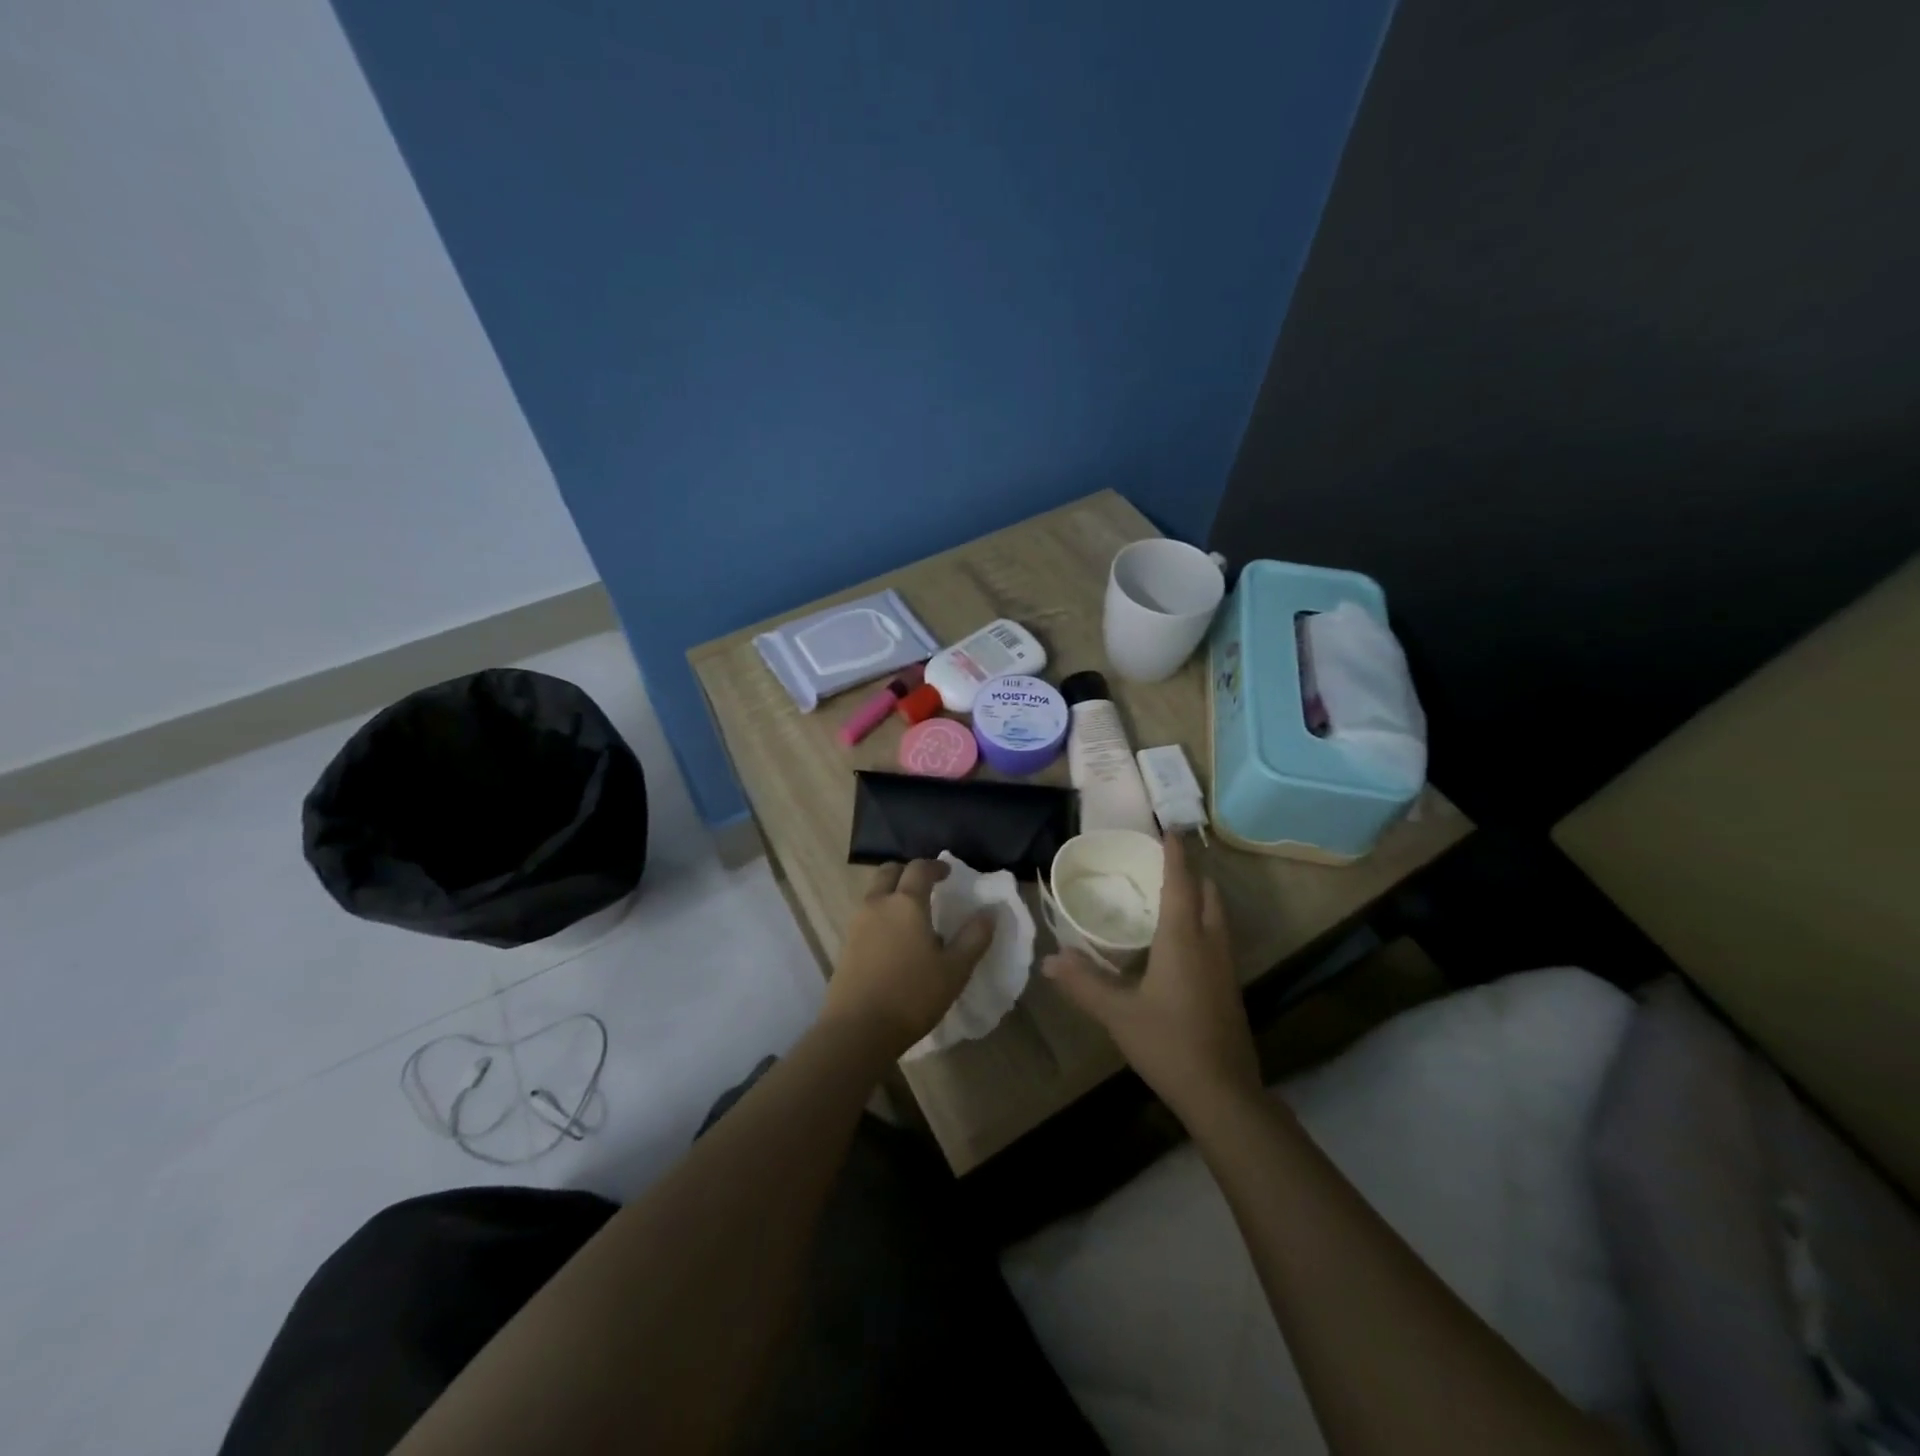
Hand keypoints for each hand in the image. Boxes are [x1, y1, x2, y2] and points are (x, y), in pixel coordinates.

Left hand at [823, 860, 995, 1057]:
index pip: (919, 869)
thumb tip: (989, 912)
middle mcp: (878, 904)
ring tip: (911, 914)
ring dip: (892, 892)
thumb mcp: (955, 970)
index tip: (948, 873)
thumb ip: (974, 937)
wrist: (858, 1029)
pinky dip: (881, 913)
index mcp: (906, 903)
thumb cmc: (912, 995)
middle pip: (889, 872)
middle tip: (925, 886)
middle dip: (907, 872)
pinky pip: (866, 915)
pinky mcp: (846, 944)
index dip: (935, 866)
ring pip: (874, 893)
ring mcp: (857, 923)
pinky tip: (894, 939)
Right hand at [1042, 833, 1261, 1119]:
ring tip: (1171, 895)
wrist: (1223, 1094)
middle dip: (1191, 873)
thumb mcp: (1117, 1013)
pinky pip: (1218, 938)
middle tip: (1164, 863)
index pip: (1181, 883)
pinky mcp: (1229, 988)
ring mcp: (1225, 967)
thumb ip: (1084, 984)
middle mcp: (1210, 944)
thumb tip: (1050, 960)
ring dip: (1200, 898)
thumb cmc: (1168, 1043)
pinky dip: (1202, 923)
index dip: (1175, 855)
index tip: (1169, 830)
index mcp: (1184, 939)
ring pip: (1218, 917)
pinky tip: (1181, 942)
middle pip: (1209, 895)